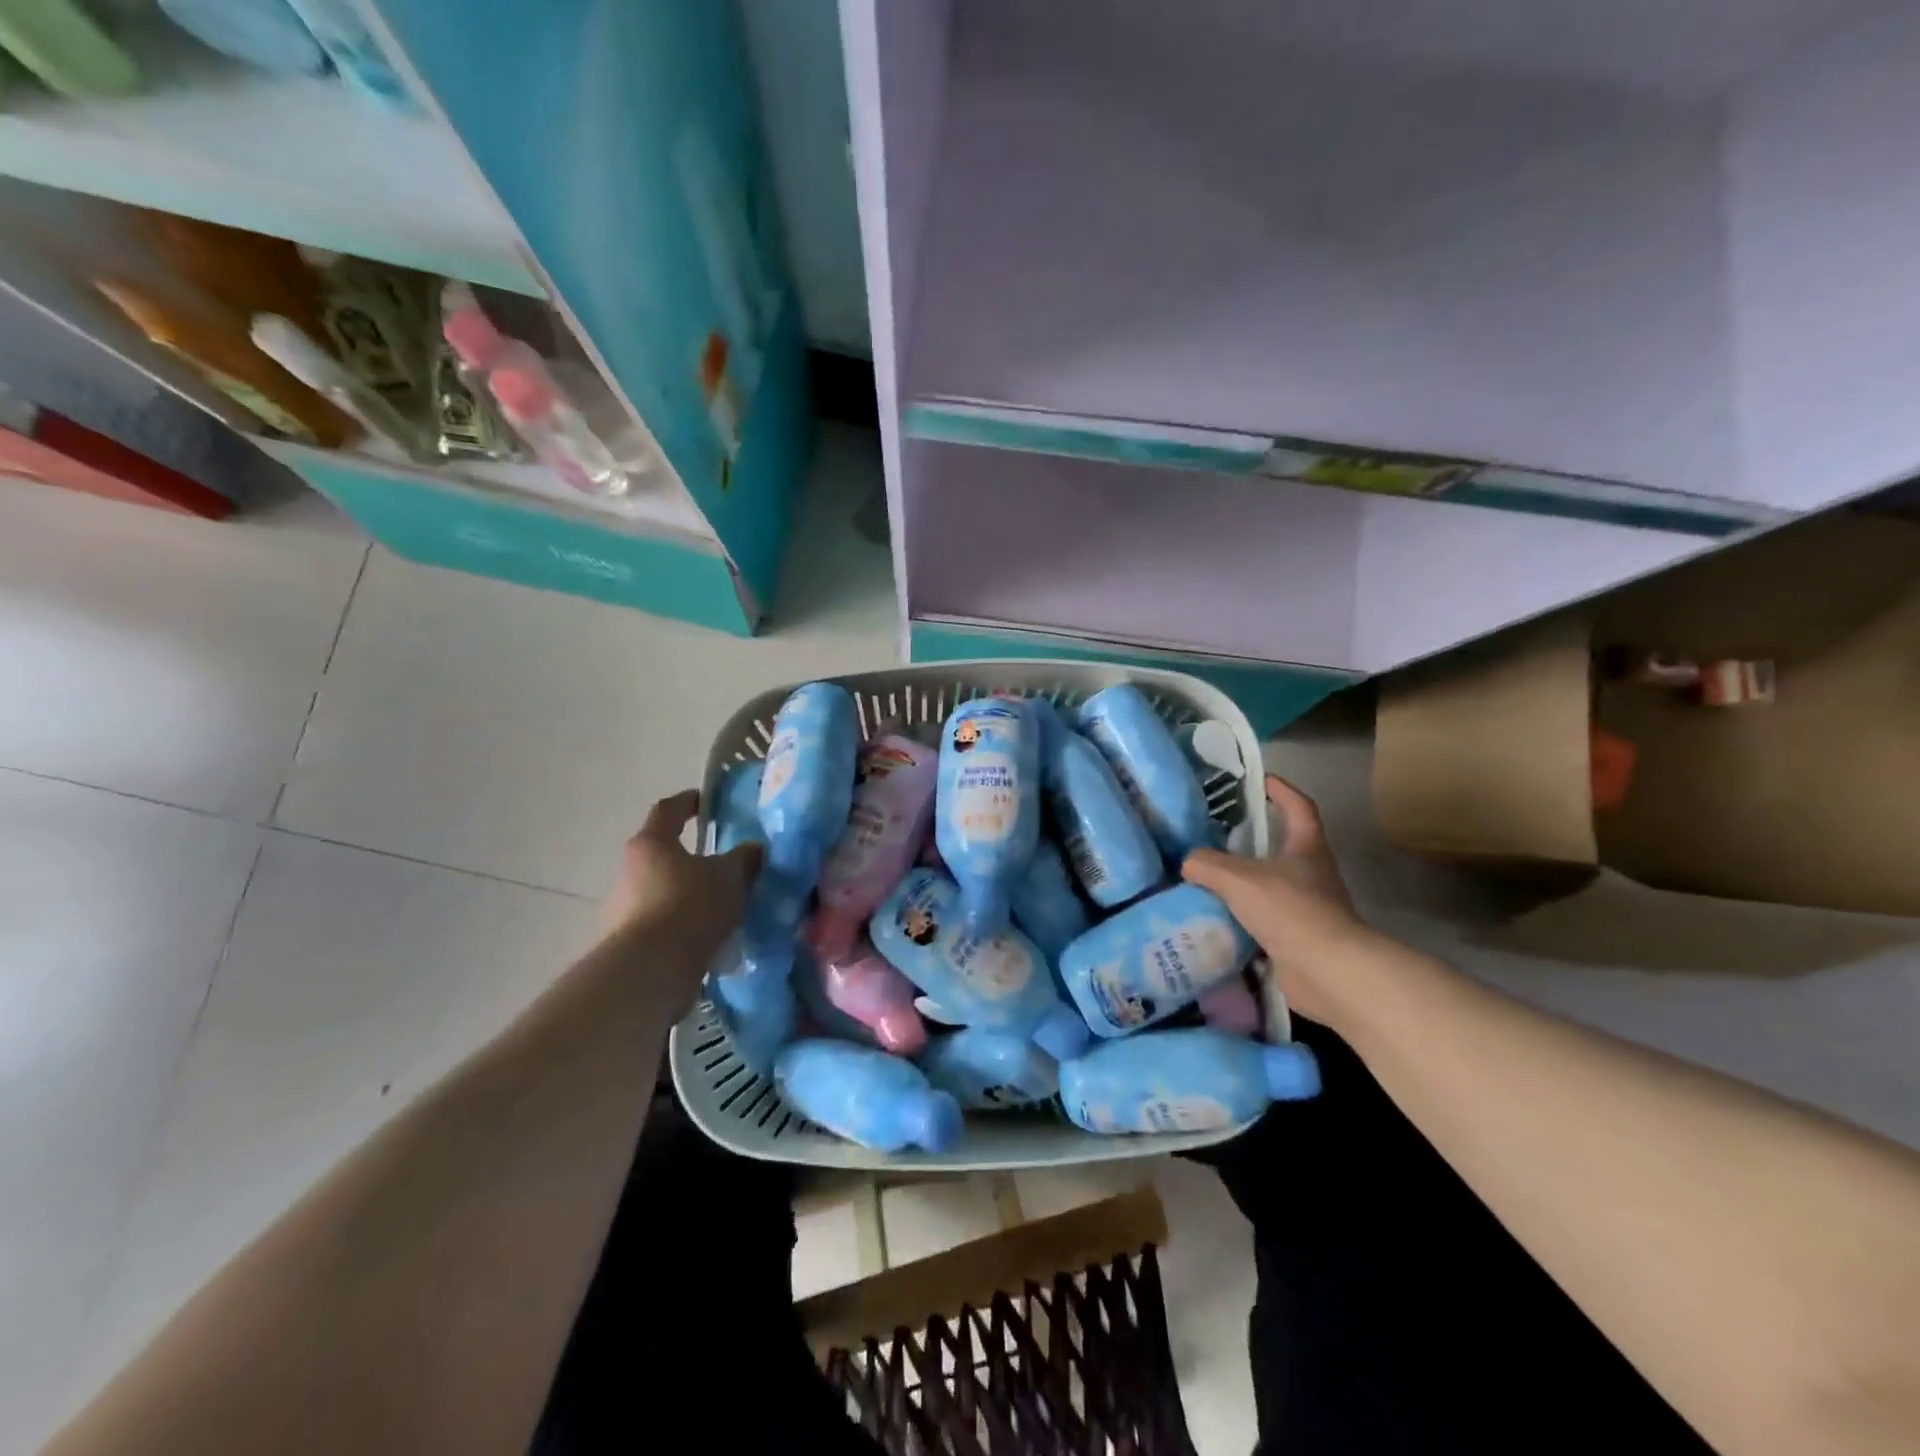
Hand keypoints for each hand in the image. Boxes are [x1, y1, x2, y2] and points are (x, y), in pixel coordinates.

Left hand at [602, 790, 761, 998]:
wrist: (650, 970)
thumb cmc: (690, 905)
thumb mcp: (730, 876)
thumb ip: (744, 858)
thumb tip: (752, 849)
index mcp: (652, 843)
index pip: (668, 810)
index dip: (688, 802)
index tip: (706, 801)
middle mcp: (630, 871)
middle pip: (662, 854)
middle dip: (691, 857)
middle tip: (722, 863)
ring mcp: (624, 909)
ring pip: (662, 891)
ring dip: (687, 894)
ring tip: (721, 906)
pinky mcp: (628, 942)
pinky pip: (662, 924)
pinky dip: (683, 926)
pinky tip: (709, 937)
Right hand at [1183, 774, 1372, 1029]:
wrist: (1327, 971)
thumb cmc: (1290, 910)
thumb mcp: (1238, 879)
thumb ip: (1207, 865)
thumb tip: (1188, 863)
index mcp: (1307, 848)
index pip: (1299, 807)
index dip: (1281, 791)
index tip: (1260, 781)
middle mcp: (1312, 874)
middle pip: (1283, 848)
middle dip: (1252, 841)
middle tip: (1215, 835)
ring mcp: (1308, 908)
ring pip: (1270, 886)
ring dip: (1243, 884)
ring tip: (1206, 880)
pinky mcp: (1298, 940)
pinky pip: (1264, 921)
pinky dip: (1241, 919)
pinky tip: (1214, 920)